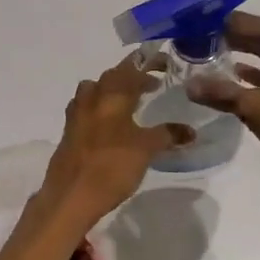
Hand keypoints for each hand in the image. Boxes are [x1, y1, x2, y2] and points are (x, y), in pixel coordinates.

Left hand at [38, 56, 191, 227]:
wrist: (71, 196)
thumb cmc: (111, 167)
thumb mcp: (146, 150)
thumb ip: (168, 135)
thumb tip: (190, 131)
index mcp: (111, 96)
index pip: (131, 68)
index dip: (148, 64)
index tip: (165, 65)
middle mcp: (91, 98)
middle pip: (111, 76)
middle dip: (131, 75)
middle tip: (151, 84)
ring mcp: (76, 115)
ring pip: (93, 89)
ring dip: (111, 89)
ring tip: (128, 101)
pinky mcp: (68, 132)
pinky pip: (85, 108)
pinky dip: (99, 107)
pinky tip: (109, 124)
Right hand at [189, 12, 259, 185]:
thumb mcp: (254, 108)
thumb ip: (220, 92)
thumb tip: (188, 85)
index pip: (240, 21)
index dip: (212, 27)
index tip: (186, 34)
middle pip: (252, 32)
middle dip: (223, 39)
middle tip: (189, 46)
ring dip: (238, 53)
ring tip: (204, 59)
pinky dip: (256, 68)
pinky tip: (234, 76)